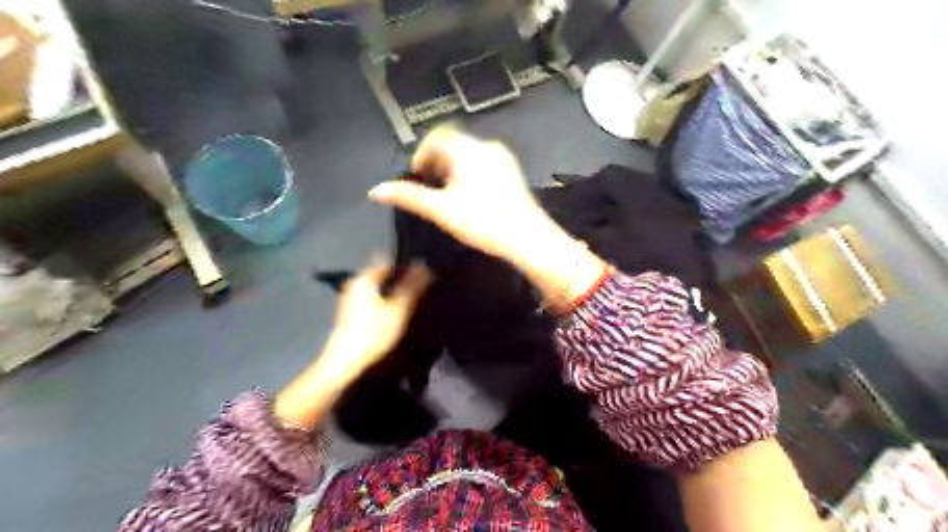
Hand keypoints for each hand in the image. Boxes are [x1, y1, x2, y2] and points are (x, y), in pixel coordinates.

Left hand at [273, 263, 430, 430]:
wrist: (345, 361)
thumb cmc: (374, 332)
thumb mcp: (399, 309)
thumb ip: (413, 287)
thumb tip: (425, 267)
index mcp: (366, 277)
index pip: (390, 261)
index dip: (407, 266)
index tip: (422, 274)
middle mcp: (356, 282)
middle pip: (382, 273)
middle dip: (400, 278)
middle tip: (418, 288)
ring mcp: (351, 297)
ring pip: (377, 286)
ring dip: (393, 290)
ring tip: (409, 300)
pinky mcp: (350, 311)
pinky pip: (372, 297)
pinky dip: (384, 300)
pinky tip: (393, 312)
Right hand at [363, 127, 557, 263]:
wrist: (528, 238)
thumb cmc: (482, 222)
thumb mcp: (441, 210)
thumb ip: (408, 197)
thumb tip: (375, 190)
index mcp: (469, 149)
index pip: (437, 136)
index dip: (422, 154)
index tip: (418, 177)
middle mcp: (487, 147)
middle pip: (453, 144)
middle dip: (437, 163)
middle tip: (431, 189)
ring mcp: (504, 159)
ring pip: (469, 155)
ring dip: (453, 169)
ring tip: (448, 196)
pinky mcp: (512, 173)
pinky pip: (484, 164)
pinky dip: (470, 174)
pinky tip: (470, 198)